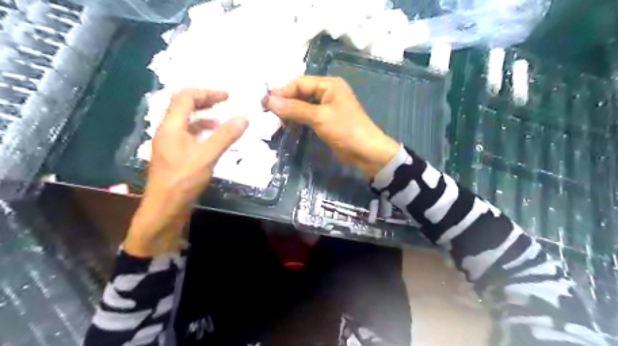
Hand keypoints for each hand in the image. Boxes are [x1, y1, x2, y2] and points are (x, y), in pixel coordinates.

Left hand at [123, 90, 248, 255]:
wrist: (165, 207)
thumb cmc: (183, 180)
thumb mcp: (207, 156)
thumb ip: (225, 136)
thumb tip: (244, 118)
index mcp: (171, 126)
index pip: (185, 97)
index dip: (207, 92)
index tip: (227, 97)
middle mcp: (167, 131)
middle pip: (183, 106)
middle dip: (205, 101)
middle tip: (225, 103)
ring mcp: (170, 143)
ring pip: (186, 121)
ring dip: (204, 117)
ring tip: (222, 121)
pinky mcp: (174, 154)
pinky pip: (188, 135)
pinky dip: (202, 131)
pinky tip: (214, 140)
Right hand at [263, 75, 398, 178]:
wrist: (365, 152)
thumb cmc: (345, 130)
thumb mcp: (319, 117)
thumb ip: (294, 108)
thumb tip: (268, 101)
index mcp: (329, 84)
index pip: (300, 83)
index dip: (283, 92)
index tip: (266, 104)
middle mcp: (328, 92)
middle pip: (300, 93)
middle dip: (285, 102)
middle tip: (268, 113)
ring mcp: (327, 107)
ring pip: (303, 105)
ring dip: (290, 111)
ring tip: (275, 120)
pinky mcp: (326, 121)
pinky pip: (307, 116)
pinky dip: (297, 119)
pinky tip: (287, 125)